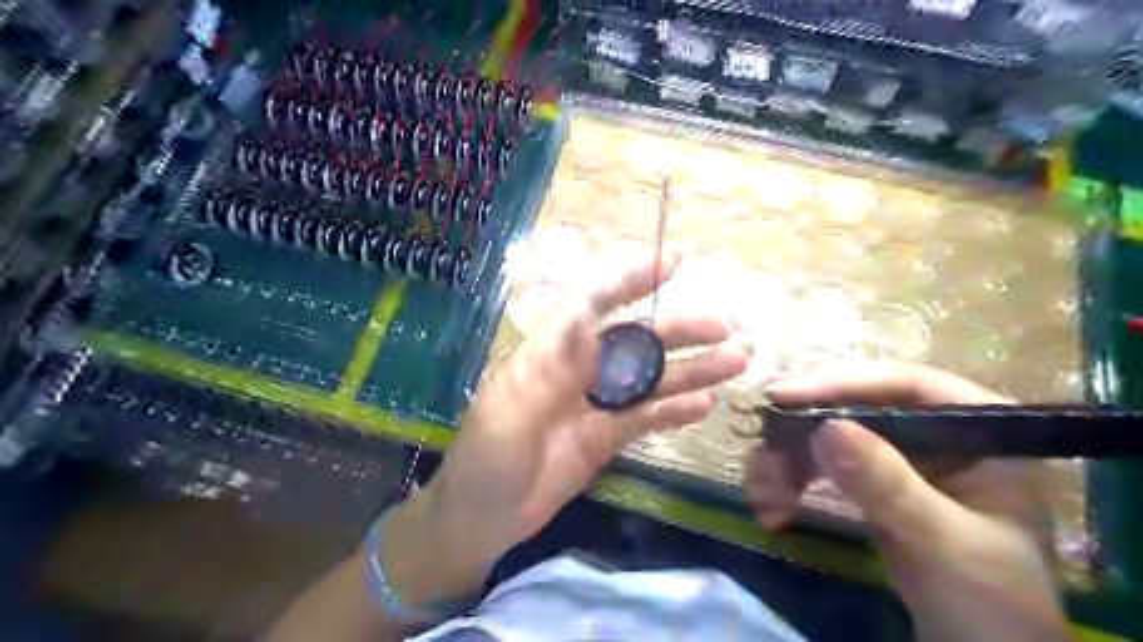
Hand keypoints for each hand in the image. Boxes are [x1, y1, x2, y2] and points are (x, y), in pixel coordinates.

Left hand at [389, 255, 751, 602]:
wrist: (483, 518)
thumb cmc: (487, 458)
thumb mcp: (511, 408)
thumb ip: (552, 366)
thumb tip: (589, 321)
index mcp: (550, 353)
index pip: (593, 306)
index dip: (629, 282)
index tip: (670, 264)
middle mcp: (579, 370)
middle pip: (635, 342)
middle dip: (678, 331)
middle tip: (724, 326)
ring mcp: (597, 405)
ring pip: (650, 380)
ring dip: (691, 370)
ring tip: (735, 361)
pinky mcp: (607, 438)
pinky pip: (647, 418)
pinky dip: (675, 410)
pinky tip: (705, 404)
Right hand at [746, 361, 1068, 641]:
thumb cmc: (989, 602)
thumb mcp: (941, 540)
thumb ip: (888, 485)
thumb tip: (827, 428)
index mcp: (977, 429)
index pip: (904, 385)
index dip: (841, 382)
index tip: (783, 395)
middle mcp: (933, 431)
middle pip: (854, 405)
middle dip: (801, 430)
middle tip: (761, 448)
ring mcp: (899, 456)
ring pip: (827, 434)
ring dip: (787, 460)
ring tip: (764, 495)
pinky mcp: (870, 481)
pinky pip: (819, 464)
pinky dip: (790, 481)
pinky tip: (773, 508)